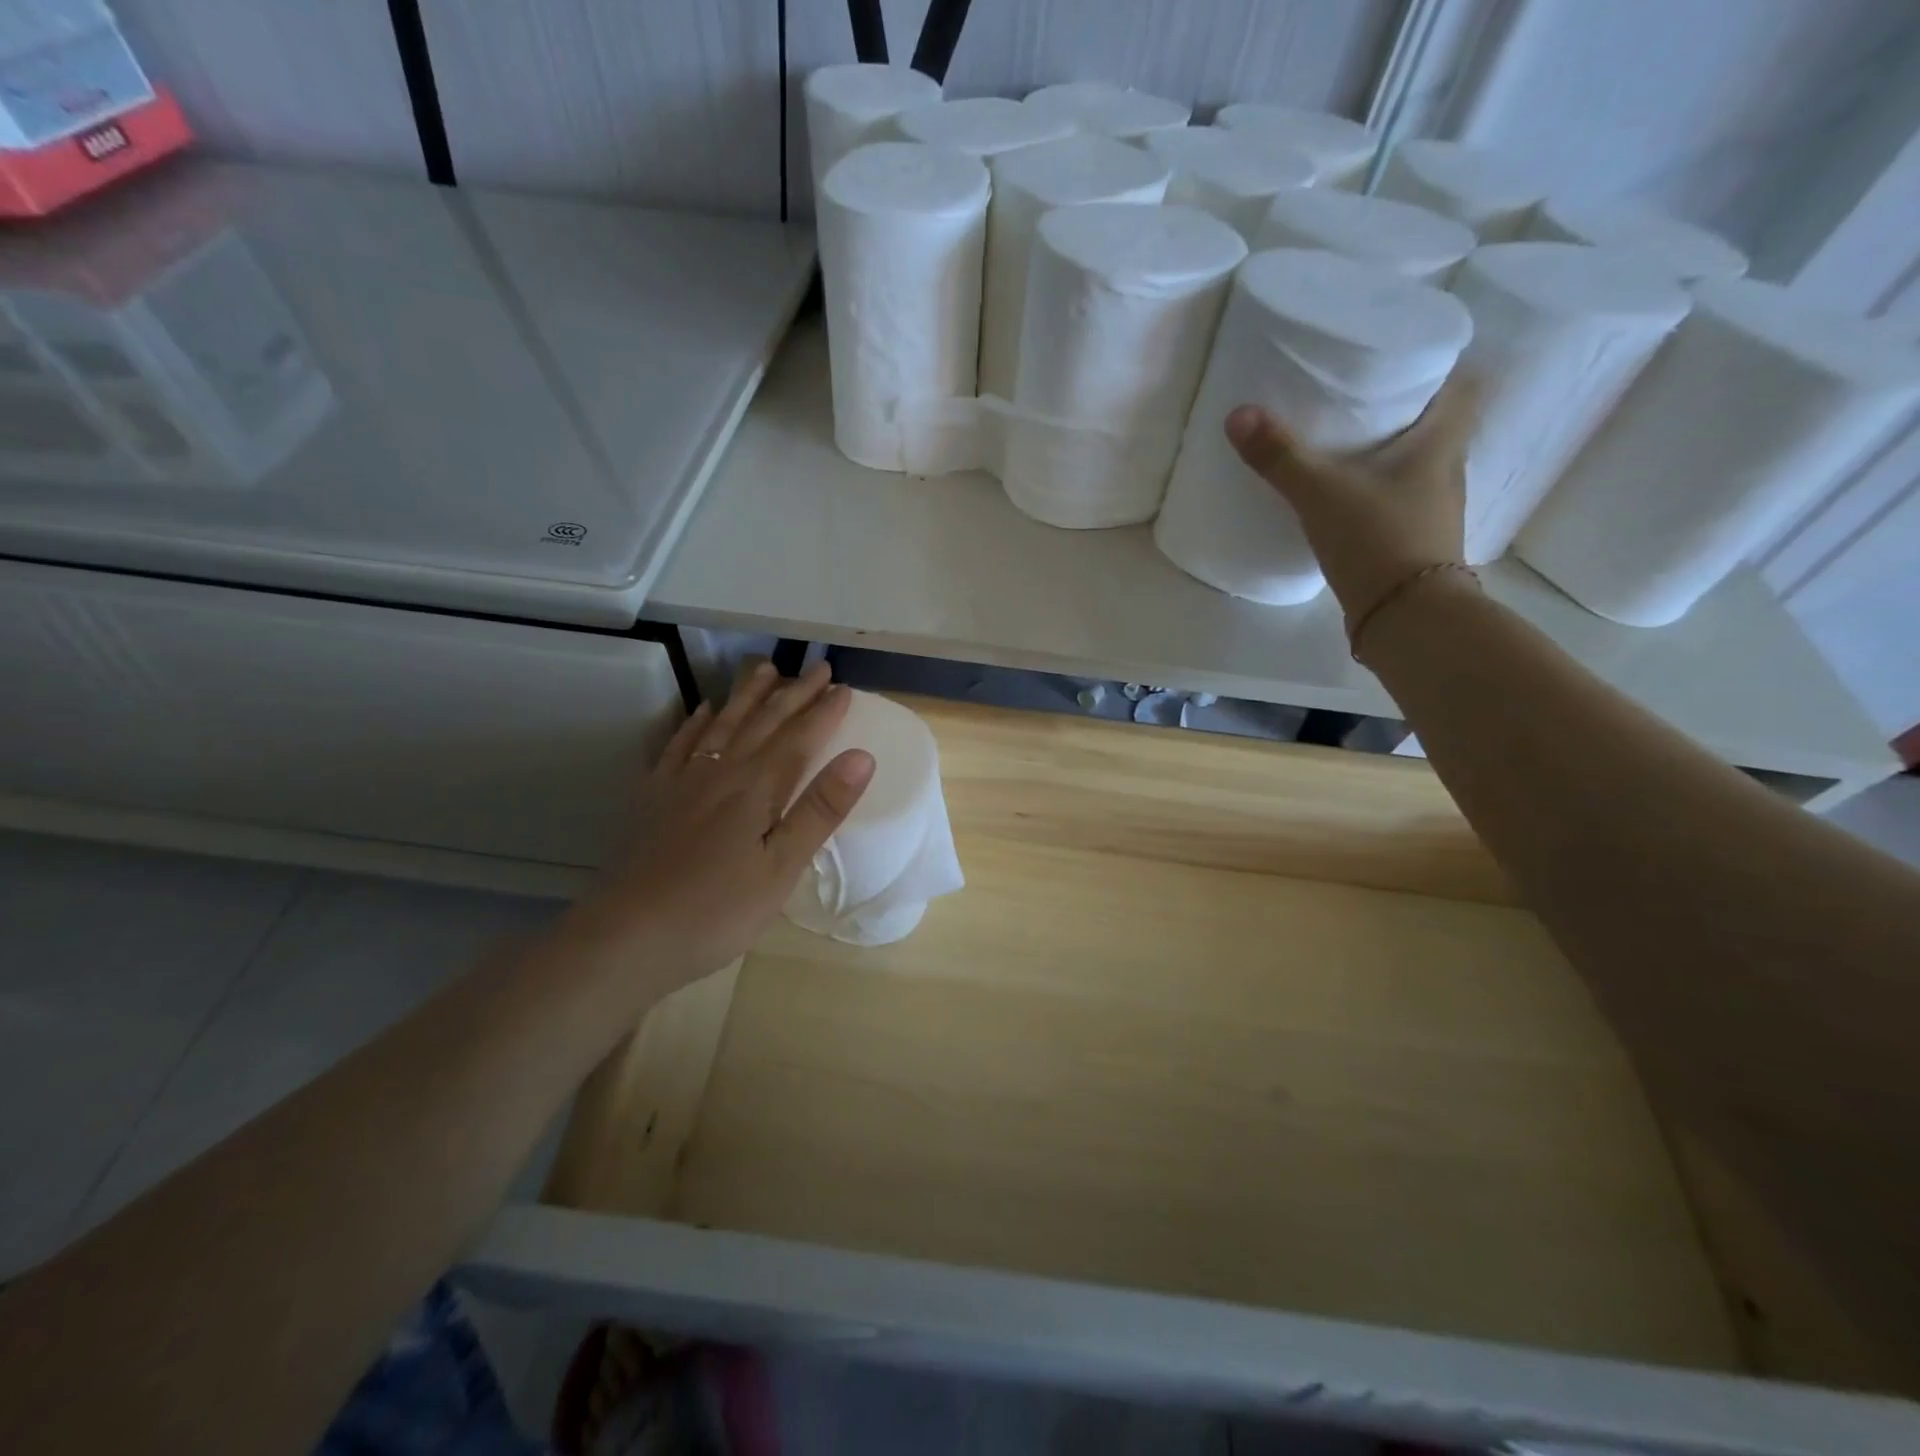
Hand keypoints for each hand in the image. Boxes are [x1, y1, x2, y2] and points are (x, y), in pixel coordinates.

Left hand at [557, 659, 873, 1003]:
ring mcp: (683, 782)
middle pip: (763, 722)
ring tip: (765, 670)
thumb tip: (862, 756)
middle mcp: (721, 772)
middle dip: (793, 694)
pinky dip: (696, 723)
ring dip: (748, 696)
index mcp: (757, 788)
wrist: (629, 935)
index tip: (845, 688)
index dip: (824, 712)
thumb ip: (820, 809)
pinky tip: (704, 710)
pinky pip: (680, 746)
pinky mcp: (655, 798)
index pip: (799, 738)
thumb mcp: (782, 866)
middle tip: (817, 667)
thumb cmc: (718, 909)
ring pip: (722, 725)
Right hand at [1223, 373, 1480, 628]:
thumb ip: (1281, 456)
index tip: (1402, 361)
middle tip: (1357, 399)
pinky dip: (1377, 494)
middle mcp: (1447, 471)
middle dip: (1403, 410)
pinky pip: (1398, 502)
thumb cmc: (1378, 540)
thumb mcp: (1322, 493)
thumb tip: (1238, 414)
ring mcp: (1433, 511)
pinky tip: (1344, 501)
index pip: (1465, 385)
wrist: (1406, 619)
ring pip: (1416, 466)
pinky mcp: (1413, 544)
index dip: (1440, 367)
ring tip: (1344, 447)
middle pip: (1436, 425)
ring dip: (1389, 455)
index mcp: (1441, 444)